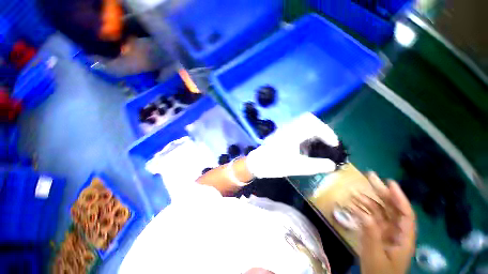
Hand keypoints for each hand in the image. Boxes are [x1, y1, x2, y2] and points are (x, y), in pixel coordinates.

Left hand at [246, 113, 338, 177]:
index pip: (314, 125)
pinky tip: (307, 145)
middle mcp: (289, 127)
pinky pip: (297, 128)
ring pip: (303, 122)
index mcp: (293, 133)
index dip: (327, 133)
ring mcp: (284, 129)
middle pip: (308, 119)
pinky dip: (306, 133)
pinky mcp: (282, 133)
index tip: (334, 144)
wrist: (257, 163)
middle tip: (328, 140)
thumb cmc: (274, 164)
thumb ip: (316, 166)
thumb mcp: (296, 167)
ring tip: (320, 142)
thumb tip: (332, 165)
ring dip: (314, 130)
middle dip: (321, 128)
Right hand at [350, 173, 415, 273]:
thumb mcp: (375, 255)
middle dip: (382, 192)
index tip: (389, 182)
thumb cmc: (379, 272)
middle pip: (391, 208)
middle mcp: (396, 231)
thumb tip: (362, 212)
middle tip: (370, 177)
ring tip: (354, 192)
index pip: (405, 214)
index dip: (399, 197)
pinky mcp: (375, 232)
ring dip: (367, 201)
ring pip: (379, 211)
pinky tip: (352, 204)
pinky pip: (369, 217)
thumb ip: (370, 233)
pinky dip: (361, 210)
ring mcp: (385, 231)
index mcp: (403, 238)